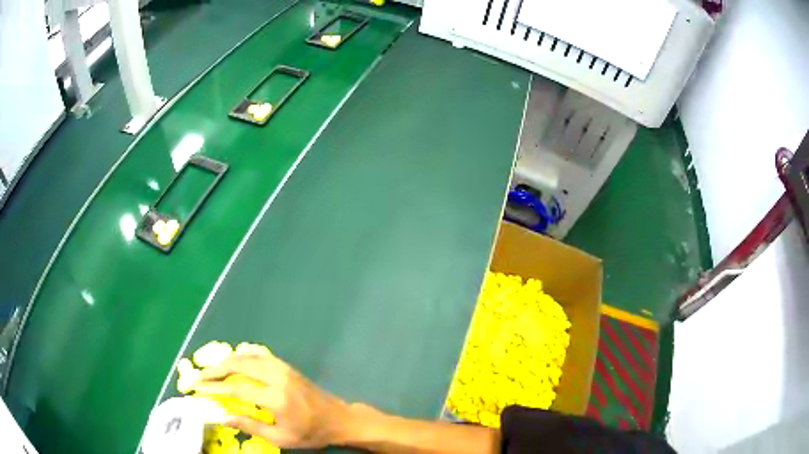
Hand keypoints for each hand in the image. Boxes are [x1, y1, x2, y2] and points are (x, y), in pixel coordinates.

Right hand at [191, 352, 352, 447]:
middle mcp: (277, 377)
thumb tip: (222, 417)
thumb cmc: (310, 433)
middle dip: (215, 369)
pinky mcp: (287, 366)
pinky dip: (244, 355)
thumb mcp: (280, 438)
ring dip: (227, 361)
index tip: (198, 387)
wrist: (339, 419)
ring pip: (248, 356)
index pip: (236, 388)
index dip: (214, 386)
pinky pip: (260, 354)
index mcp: (275, 398)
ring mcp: (283, 368)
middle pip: (238, 365)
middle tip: (200, 376)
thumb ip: (250, 426)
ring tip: (213, 370)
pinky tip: (235, 360)